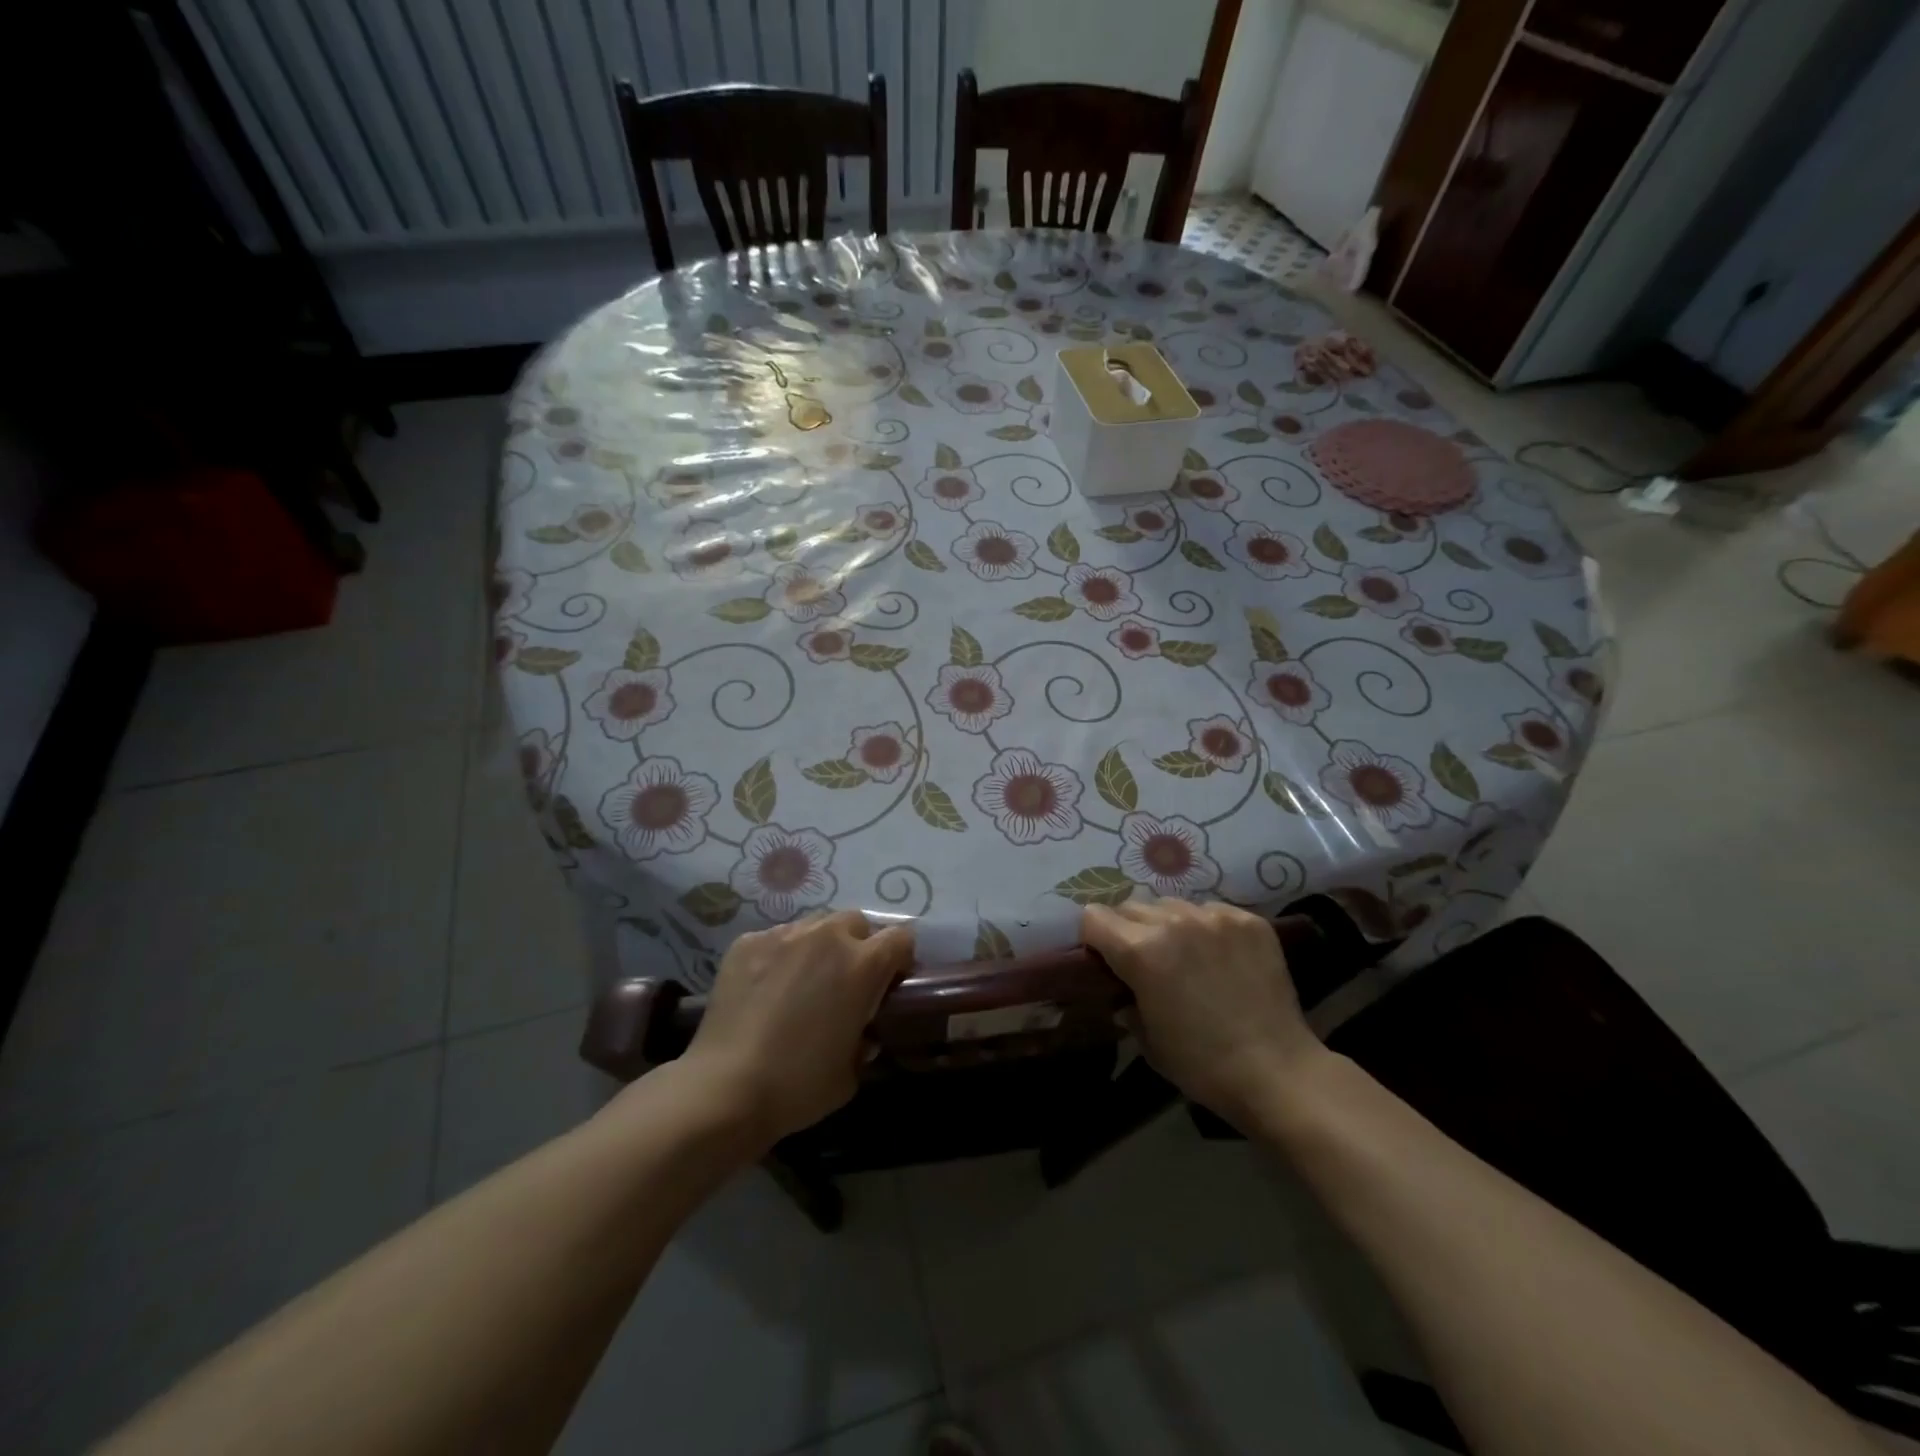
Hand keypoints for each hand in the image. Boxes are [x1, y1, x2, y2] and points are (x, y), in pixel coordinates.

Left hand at [681, 910, 912, 1150]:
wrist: (725, 1089)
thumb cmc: (799, 1085)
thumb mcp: (852, 1071)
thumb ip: (866, 1040)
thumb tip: (862, 1031)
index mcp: (863, 965)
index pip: (901, 938)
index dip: (900, 959)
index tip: (890, 983)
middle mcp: (828, 936)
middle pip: (856, 922)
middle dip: (858, 945)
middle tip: (845, 981)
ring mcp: (784, 935)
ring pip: (815, 924)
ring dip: (820, 945)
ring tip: (803, 979)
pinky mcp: (747, 942)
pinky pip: (776, 938)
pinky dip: (781, 955)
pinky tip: (766, 987)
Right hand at [1082, 900, 1325, 1128]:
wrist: (1277, 1072)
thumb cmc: (1202, 1065)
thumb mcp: (1147, 1040)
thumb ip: (1126, 1003)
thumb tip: (1122, 991)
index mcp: (1140, 951)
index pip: (1094, 917)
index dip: (1094, 939)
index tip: (1105, 960)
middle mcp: (1173, 922)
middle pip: (1131, 906)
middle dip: (1129, 930)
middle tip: (1145, 961)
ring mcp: (1215, 917)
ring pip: (1172, 904)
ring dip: (1168, 925)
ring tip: (1186, 955)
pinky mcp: (1249, 921)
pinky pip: (1212, 911)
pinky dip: (1207, 928)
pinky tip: (1220, 957)